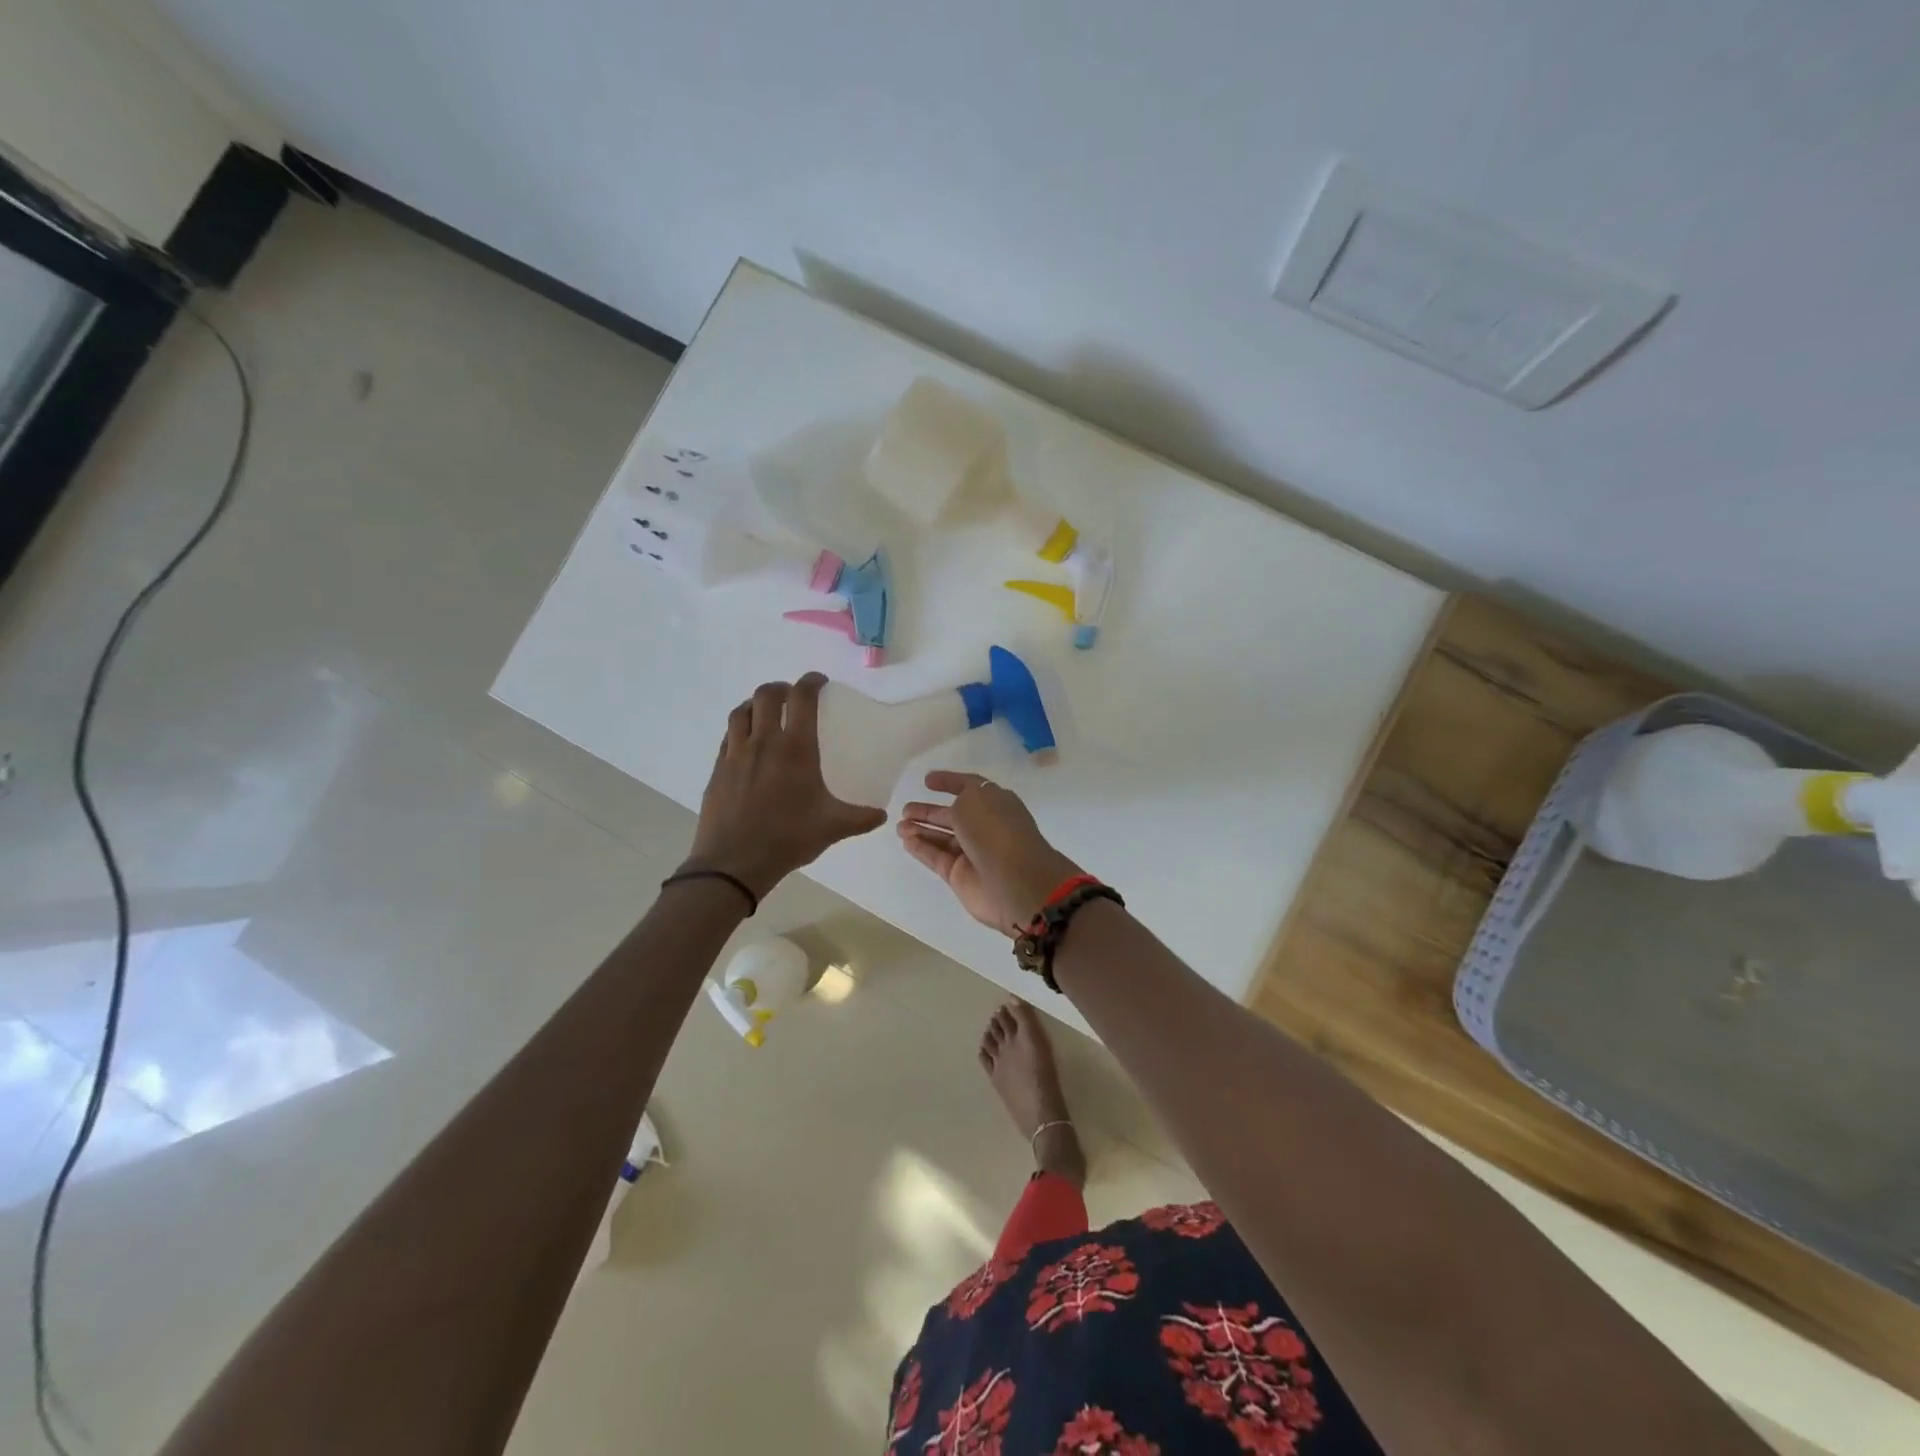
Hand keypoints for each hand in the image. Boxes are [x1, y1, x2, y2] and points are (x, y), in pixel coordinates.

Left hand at [685, 674, 887, 898]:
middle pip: (767, 695)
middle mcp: (764, 742)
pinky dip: (739, 728)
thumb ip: (860, 818)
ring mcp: (736, 754)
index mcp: (795, 749)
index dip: (810, 682)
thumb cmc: (788, 838)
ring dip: (756, 704)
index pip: (802, 698)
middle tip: (792, 695)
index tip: (818, 681)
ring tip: (766, 712)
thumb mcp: (832, 828)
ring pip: (742, 711)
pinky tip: (747, 742)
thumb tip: (882, 815)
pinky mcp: (718, 769)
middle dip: (781, 688)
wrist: (734, 862)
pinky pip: (728, 736)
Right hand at [897, 771, 1082, 934]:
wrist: (1014, 881)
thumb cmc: (995, 830)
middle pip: (952, 815)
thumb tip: (955, 809)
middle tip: (905, 809)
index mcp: (995, 802)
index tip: (927, 780)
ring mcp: (973, 852)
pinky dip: (921, 848)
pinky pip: (937, 857)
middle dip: (929, 811)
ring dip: (921, 829)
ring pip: (942, 837)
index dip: (950, 782)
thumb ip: (961, 797)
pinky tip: (905, 840)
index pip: (969, 787)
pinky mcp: (960, 875)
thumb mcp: (976, 798)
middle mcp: (985, 826)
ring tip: (899, 825)